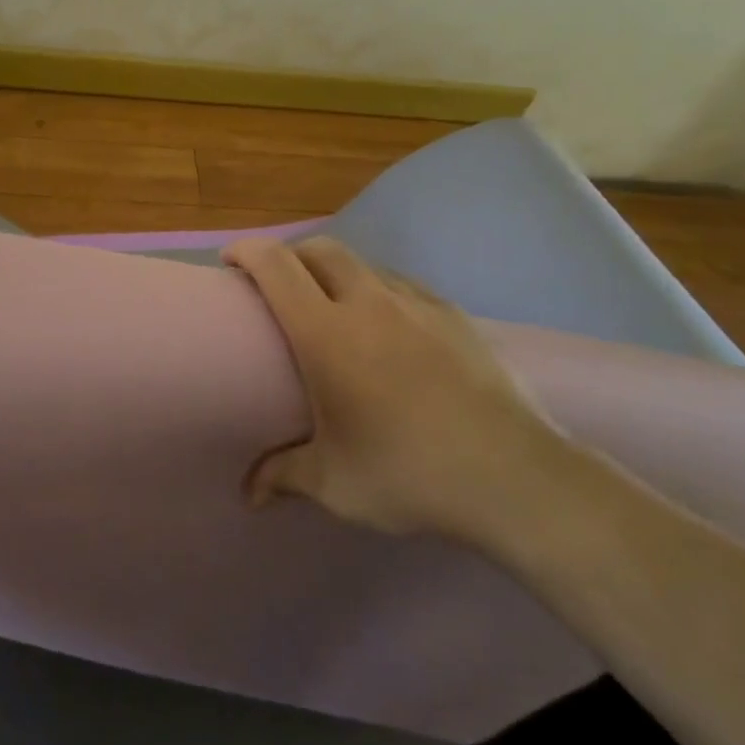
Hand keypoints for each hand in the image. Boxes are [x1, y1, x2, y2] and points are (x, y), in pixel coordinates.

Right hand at [224, 236, 567, 543]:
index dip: (247, 251)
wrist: (514, 477)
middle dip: (290, 254)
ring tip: (332, 306)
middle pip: (321, 249)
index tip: (230, 260)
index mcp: (326, 333)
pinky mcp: (453, 316)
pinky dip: (378, 290)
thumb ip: (284, 475)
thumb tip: (250, 496)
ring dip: (336, 271)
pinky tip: (387, 327)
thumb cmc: (408, 473)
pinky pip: (402, 285)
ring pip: (364, 263)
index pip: (276, 266)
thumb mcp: (334, 482)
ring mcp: (417, 304)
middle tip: (278, 284)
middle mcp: (368, 304)